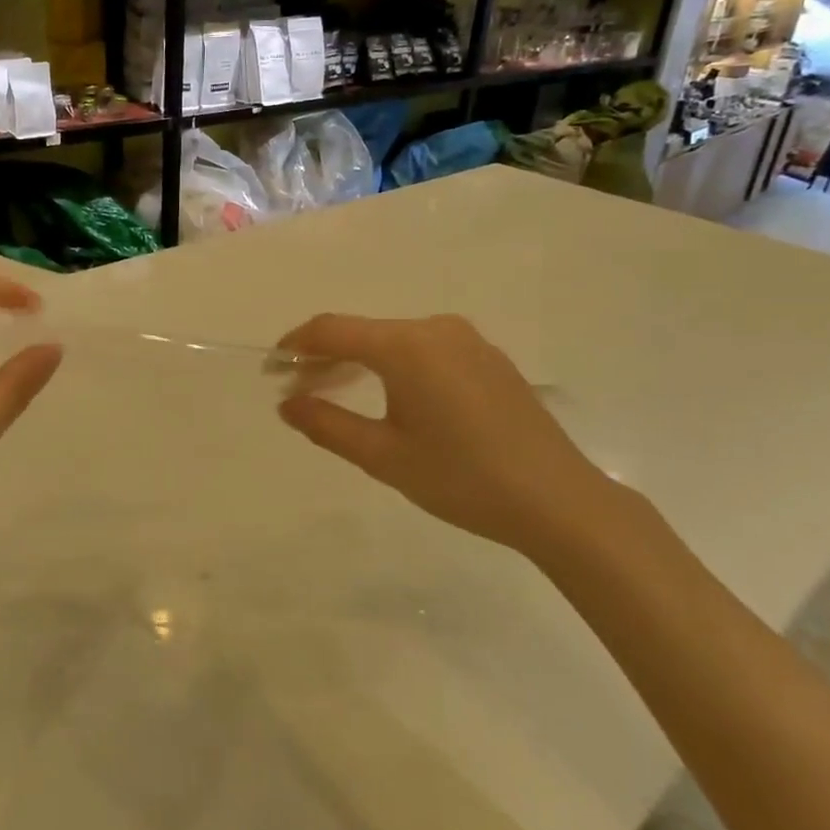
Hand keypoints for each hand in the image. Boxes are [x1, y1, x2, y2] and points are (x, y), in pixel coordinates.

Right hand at [277, 314, 644, 565]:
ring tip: (334, 395)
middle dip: (324, 358)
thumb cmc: (461, 478)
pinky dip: (395, 367)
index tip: (271, 370)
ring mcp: (467, 341)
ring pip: (395, 342)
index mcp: (405, 345)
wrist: (558, 500)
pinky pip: (425, 351)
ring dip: (359, 363)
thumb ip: (327, 425)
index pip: (332, 329)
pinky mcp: (488, 359)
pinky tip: (390, 398)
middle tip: (297, 392)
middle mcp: (435, 329)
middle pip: (363, 333)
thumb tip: (286, 404)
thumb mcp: (383, 456)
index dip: (295, 346)